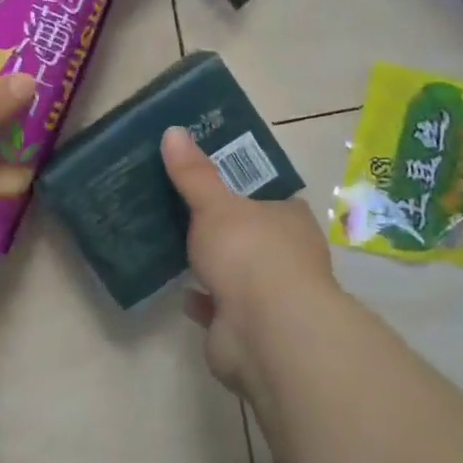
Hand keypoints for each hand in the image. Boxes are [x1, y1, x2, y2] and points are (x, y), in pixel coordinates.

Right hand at [161, 127, 336, 395]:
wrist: (265, 332)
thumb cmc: (250, 254)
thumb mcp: (216, 204)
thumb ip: (194, 173)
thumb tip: (173, 130)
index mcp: (289, 218)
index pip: (266, 193)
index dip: (239, 184)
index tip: (205, 175)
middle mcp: (286, 255)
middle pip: (249, 232)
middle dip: (220, 226)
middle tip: (178, 207)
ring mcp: (269, 294)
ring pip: (235, 271)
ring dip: (211, 264)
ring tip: (173, 245)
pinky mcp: (247, 326)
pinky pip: (219, 306)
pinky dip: (202, 299)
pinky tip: (180, 289)